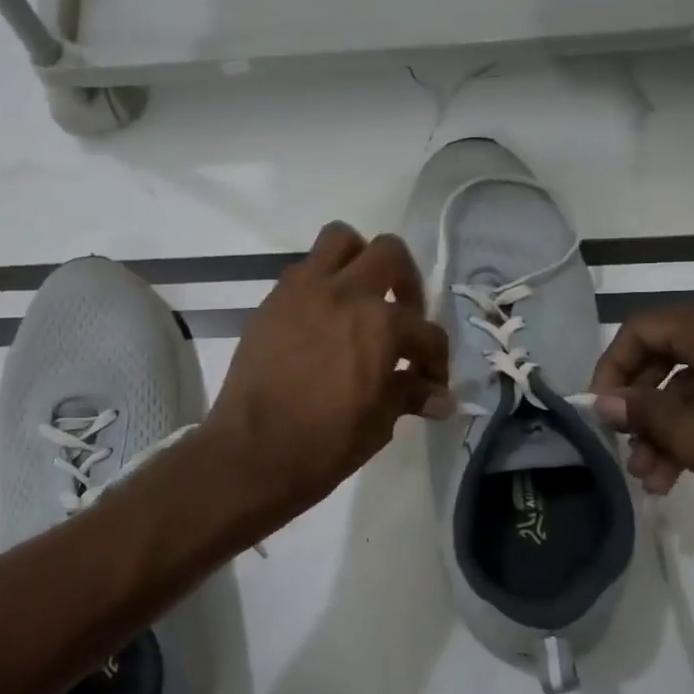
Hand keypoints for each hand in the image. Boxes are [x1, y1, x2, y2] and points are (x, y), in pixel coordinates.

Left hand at [200, 223, 451, 524]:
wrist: (252, 453)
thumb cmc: (324, 444)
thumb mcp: (379, 422)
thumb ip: (410, 395)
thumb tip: (442, 398)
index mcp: (380, 324)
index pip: (426, 332)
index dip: (436, 360)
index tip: (431, 381)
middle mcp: (344, 292)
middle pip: (389, 254)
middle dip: (406, 282)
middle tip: (403, 314)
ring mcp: (303, 291)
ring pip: (339, 240)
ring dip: (358, 261)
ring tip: (360, 298)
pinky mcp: (272, 302)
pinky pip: (303, 271)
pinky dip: (321, 285)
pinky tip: (322, 322)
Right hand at [589, 301, 693, 523]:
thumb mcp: (691, 433)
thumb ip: (639, 411)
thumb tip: (604, 403)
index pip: (640, 329)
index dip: (611, 368)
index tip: (600, 408)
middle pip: (664, 357)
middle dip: (639, 408)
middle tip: (623, 446)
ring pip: (690, 384)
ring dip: (664, 428)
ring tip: (649, 477)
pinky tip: (676, 474)